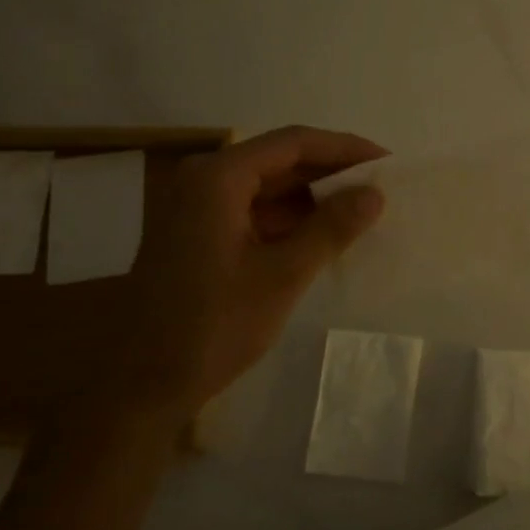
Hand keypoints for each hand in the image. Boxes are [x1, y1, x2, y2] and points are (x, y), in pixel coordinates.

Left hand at [105, 126, 386, 424]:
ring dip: (312, 197)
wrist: (142, 387)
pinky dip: (289, 219)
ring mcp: (196, 208)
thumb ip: (331, 228)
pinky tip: (323, 235)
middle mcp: (204, 180)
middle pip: (279, 160)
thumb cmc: (213, 326)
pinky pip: (252, 211)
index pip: (293, 142)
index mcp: (218, 178)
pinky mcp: (197, 234)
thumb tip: (375, 193)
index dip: (344, 148)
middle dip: (331, 172)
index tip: (387, 162)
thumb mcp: (283, 275)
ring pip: (267, 187)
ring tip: (360, 211)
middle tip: (380, 187)